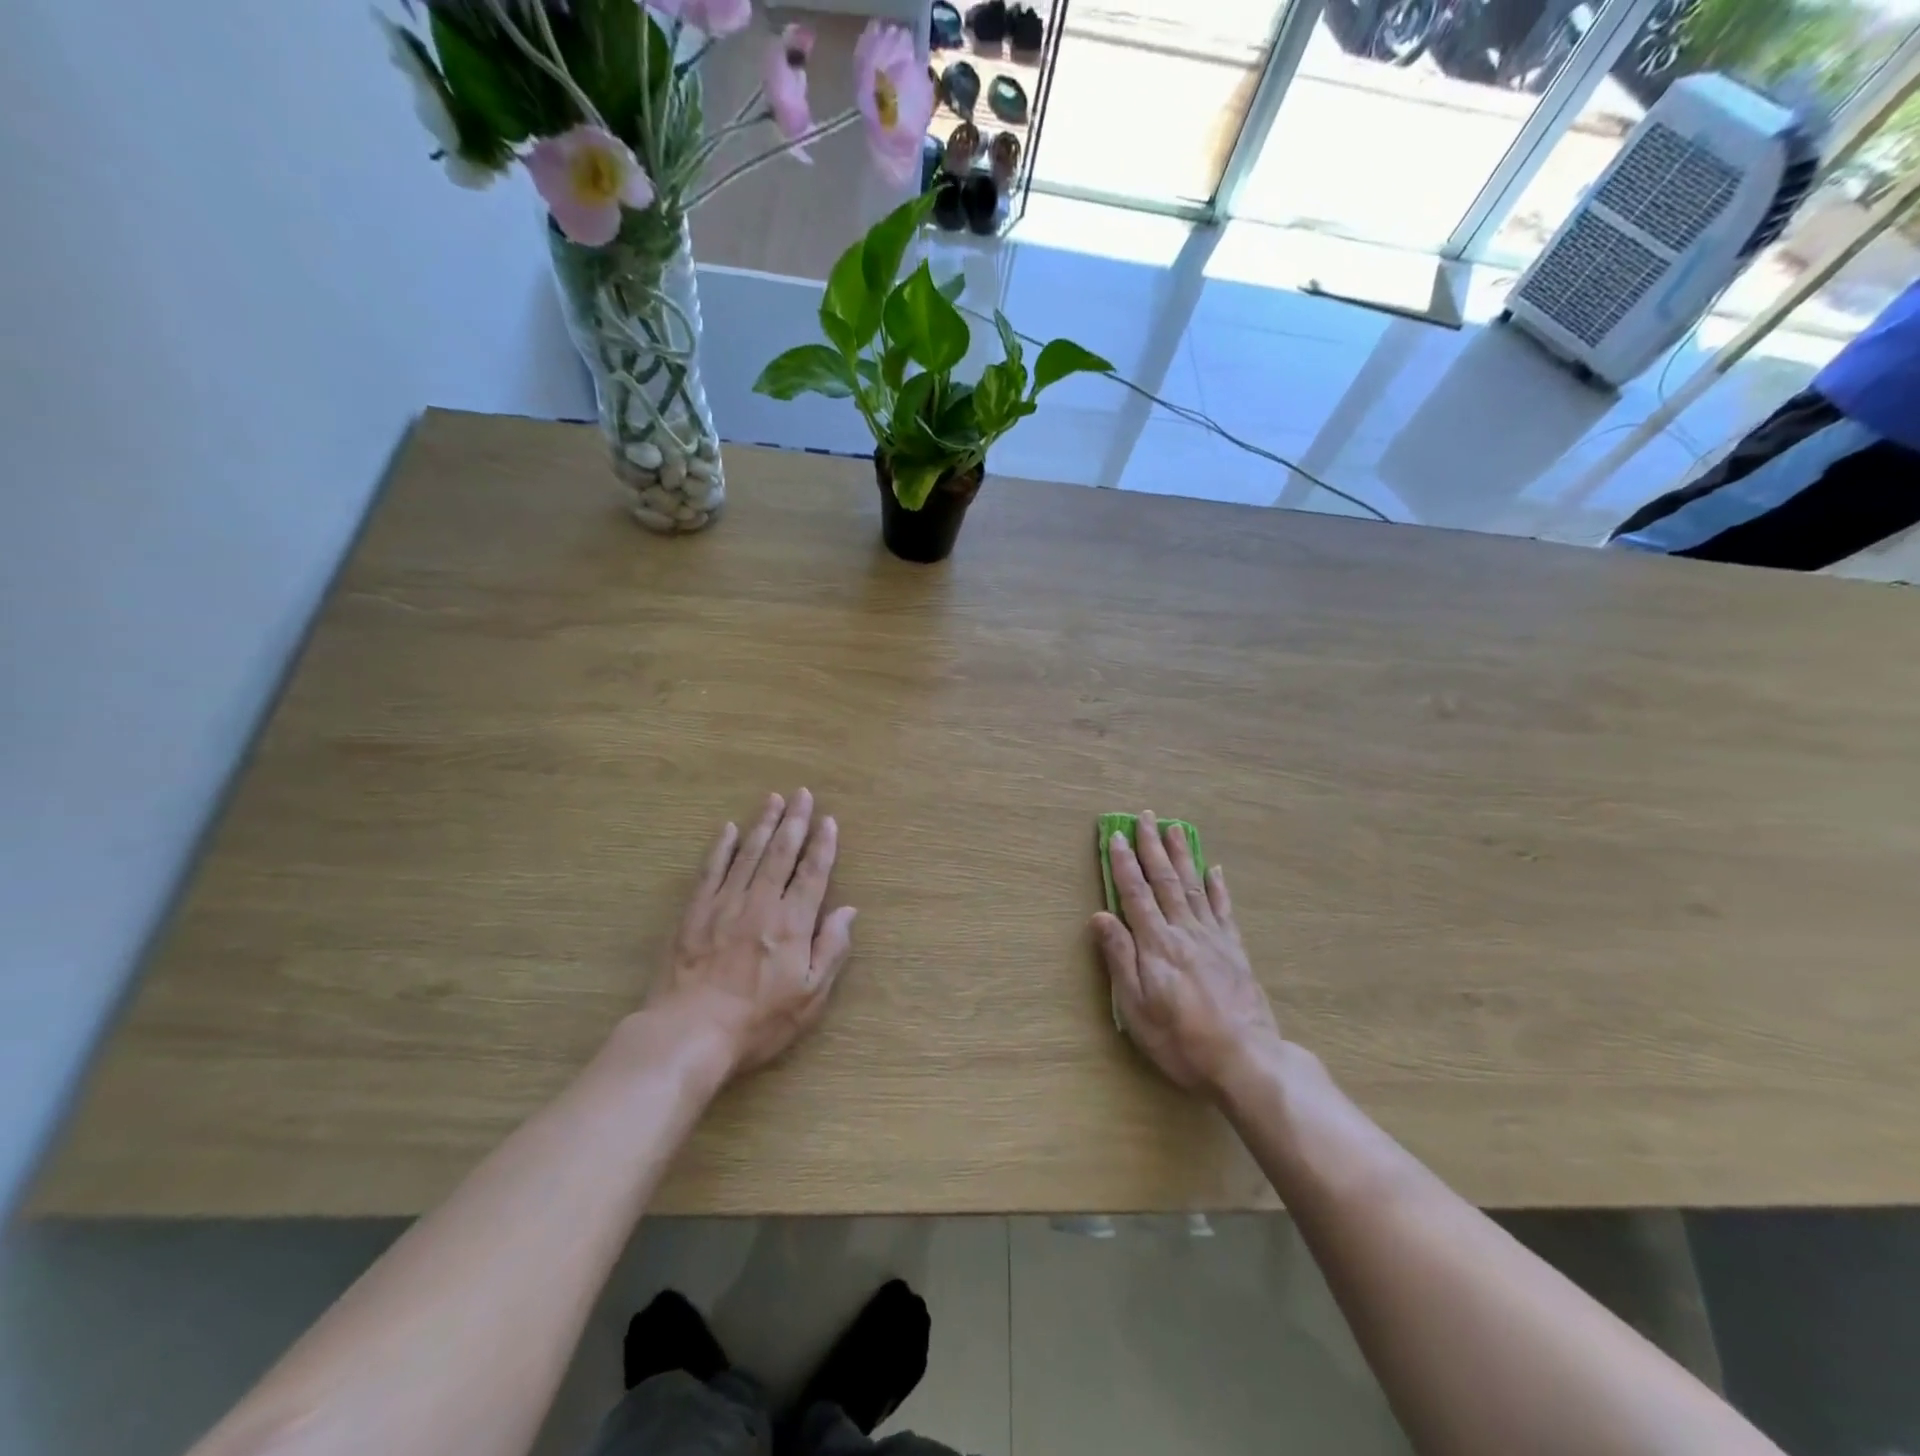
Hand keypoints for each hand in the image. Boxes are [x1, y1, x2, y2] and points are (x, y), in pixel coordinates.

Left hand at [646, 790, 856, 1077]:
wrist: (690, 1034)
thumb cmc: (757, 1021)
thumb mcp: (810, 996)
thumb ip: (831, 949)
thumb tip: (848, 911)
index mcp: (792, 923)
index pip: (812, 874)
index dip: (823, 845)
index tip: (828, 821)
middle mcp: (761, 903)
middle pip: (781, 853)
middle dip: (794, 821)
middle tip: (802, 794)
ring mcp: (725, 904)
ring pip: (749, 854)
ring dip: (763, 824)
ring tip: (774, 799)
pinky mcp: (694, 912)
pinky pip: (711, 870)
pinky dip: (722, 847)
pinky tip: (729, 829)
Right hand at [1091, 812, 1281, 1096]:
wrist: (1246, 1061)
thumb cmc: (1180, 1039)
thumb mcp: (1136, 1006)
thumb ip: (1120, 958)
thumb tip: (1100, 915)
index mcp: (1156, 943)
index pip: (1135, 893)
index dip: (1123, 863)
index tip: (1115, 835)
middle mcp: (1184, 931)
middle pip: (1164, 880)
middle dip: (1152, 846)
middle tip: (1145, 816)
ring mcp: (1213, 938)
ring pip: (1193, 886)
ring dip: (1182, 855)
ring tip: (1175, 828)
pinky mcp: (1234, 951)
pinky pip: (1223, 909)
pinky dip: (1217, 886)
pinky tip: (1213, 870)